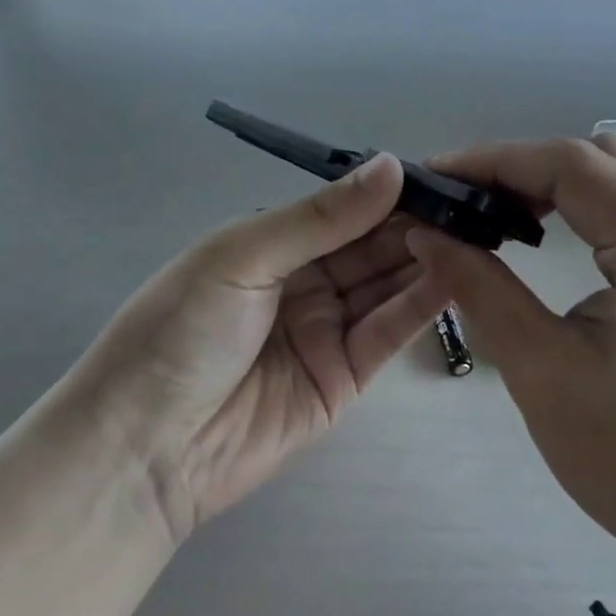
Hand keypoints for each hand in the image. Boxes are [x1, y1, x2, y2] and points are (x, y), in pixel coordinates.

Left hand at [66, 154, 449, 542]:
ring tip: (472, 235)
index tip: (436, 176)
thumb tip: (392, 166)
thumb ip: (321, 217)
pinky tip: (453, 277)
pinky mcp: (344, 378)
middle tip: (466, 206)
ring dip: (424, 260)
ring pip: (385, 286)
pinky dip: (419, 306)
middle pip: (369, 246)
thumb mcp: (243, 257)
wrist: (143, 449)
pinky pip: (387, 333)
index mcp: (272, 243)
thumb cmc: (181, 330)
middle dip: (413, 225)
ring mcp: (326, 330)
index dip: (384, 193)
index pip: (341, 210)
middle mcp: (303, 281)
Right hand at [408, 136, 615, 615]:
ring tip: (487, 211)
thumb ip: (479, 286)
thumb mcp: (543, 373)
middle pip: (595, 159)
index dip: (495, 160)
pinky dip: (579, 203)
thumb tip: (424, 230)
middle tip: (456, 198)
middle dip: (517, 168)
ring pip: (615, 173)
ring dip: (547, 182)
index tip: (435, 176)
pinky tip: (540, 228)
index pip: (572, 165)